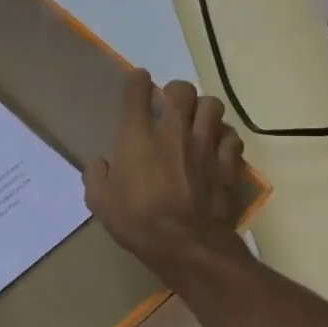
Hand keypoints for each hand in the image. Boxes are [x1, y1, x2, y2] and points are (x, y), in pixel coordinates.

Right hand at [84, 69, 252, 278]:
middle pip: (182, 90)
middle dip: (175, 91)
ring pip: (213, 106)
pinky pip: (232, 136)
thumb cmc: (138, 223)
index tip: (138, 80)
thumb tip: (99, 163)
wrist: (188, 246)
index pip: (137, 93)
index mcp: (137, 138)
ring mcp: (206, 145)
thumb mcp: (100, 203)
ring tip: (197, 121)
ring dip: (203, 109)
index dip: (137, 81)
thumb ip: (96, 177)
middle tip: (170, 104)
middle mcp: (173, 132)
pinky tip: (217, 146)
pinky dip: (224, 136)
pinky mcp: (229, 163)